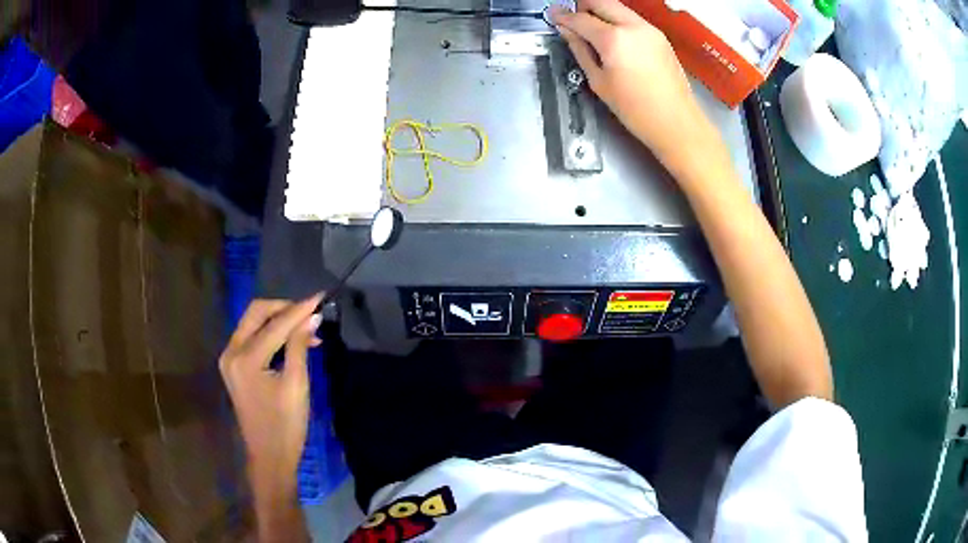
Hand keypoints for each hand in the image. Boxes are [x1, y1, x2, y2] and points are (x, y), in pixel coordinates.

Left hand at [219, 295, 322, 477]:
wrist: (269, 456)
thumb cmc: (286, 426)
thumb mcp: (297, 385)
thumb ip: (300, 346)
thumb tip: (312, 317)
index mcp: (245, 358)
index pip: (275, 324)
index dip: (299, 310)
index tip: (321, 297)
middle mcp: (231, 352)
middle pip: (256, 313)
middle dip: (284, 308)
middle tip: (310, 312)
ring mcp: (229, 359)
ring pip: (253, 323)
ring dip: (278, 320)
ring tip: (307, 329)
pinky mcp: (233, 366)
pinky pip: (251, 338)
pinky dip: (270, 334)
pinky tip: (291, 341)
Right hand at [552, 0, 709, 170]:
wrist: (676, 122)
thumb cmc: (635, 109)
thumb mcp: (599, 82)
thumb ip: (580, 50)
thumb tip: (567, 32)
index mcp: (614, 39)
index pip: (580, 18)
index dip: (563, 17)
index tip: (552, 15)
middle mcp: (633, 26)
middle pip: (601, 2)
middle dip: (583, 6)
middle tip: (573, 19)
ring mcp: (650, 29)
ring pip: (618, 7)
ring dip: (601, 12)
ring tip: (592, 30)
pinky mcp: (660, 36)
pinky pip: (632, 19)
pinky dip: (618, 21)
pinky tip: (615, 39)